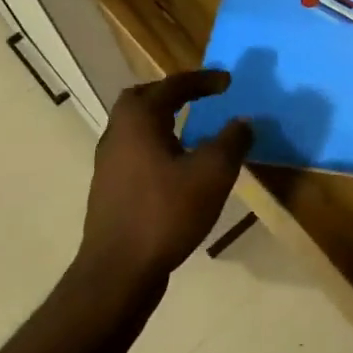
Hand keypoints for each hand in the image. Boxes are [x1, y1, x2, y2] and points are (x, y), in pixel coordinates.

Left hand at [80, 71, 252, 284]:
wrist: (118, 271)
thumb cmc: (165, 212)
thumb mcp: (212, 174)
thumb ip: (231, 141)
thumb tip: (242, 122)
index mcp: (138, 119)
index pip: (172, 85)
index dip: (202, 81)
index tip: (228, 82)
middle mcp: (117, 134)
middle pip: (143, 99)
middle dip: (173, 94)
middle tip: (200, 97)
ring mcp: (109, 163)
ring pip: (137, 127)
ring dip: (164, 120)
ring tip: (194, 130)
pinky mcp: (110, 189)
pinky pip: (136, 152)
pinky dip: (158, 145)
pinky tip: (178, 167)